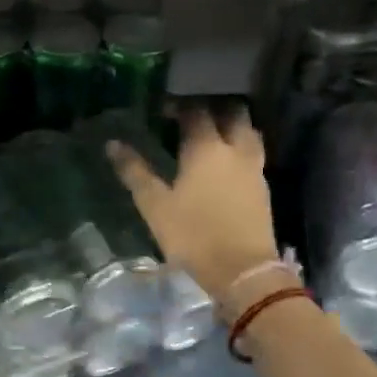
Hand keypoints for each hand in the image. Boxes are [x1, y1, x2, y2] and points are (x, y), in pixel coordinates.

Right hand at [107, 105, 279, 308]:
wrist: (242, 270)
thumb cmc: (193, 236)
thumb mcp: (155, 206)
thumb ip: (135, 172)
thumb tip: (113, 144)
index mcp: (206, 148)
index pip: (195, 111)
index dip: (179, 105)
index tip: (163, 109)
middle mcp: (235, 149)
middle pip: (233, 113)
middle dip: (214, 108)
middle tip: (192, 117)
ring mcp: (254, 168)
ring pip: (249, 132)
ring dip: (233, 126)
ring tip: (213, 134)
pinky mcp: (263, 188)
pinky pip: (254, 154)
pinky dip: (241, 148)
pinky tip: (227, 162)